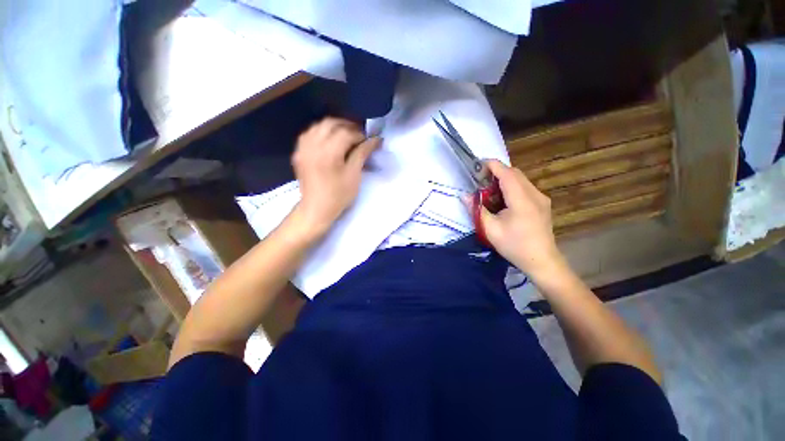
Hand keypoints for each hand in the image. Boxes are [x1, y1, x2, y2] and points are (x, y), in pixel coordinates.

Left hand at [291, 118, 380, 236]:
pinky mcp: (298, 152)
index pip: (346, 133)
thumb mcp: (354, 175)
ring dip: (334, 127)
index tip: (369, 141)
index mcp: (328, 152)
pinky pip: (309, 133)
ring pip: (319, 125)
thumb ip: (362, 153)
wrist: (316, 208)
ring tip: (346, 136)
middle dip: (347, 126)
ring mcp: (303, 148)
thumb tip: (375, 139)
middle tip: (359, 135)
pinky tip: (329, 140)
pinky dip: (321, 132)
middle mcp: (313, 145)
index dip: (359, 135)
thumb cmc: (339, 195)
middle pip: (331, 123)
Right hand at [478, 160, 567, 281]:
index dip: (493, 165)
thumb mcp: (490, 229)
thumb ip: (477, 210)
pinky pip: (525, 187)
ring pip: (521, 179)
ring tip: (489, 190)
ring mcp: (541, 198)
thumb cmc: (514, 246)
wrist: (541, 261)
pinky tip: (503, 200)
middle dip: (497, 172)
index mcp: (522, 200)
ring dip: (504, 179)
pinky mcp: (542, 203)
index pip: (507, 174)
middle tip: (480, 180)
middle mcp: (535, 194)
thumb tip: (464, 195)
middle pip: (515, 173)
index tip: (478, 164)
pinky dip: (511, 187)